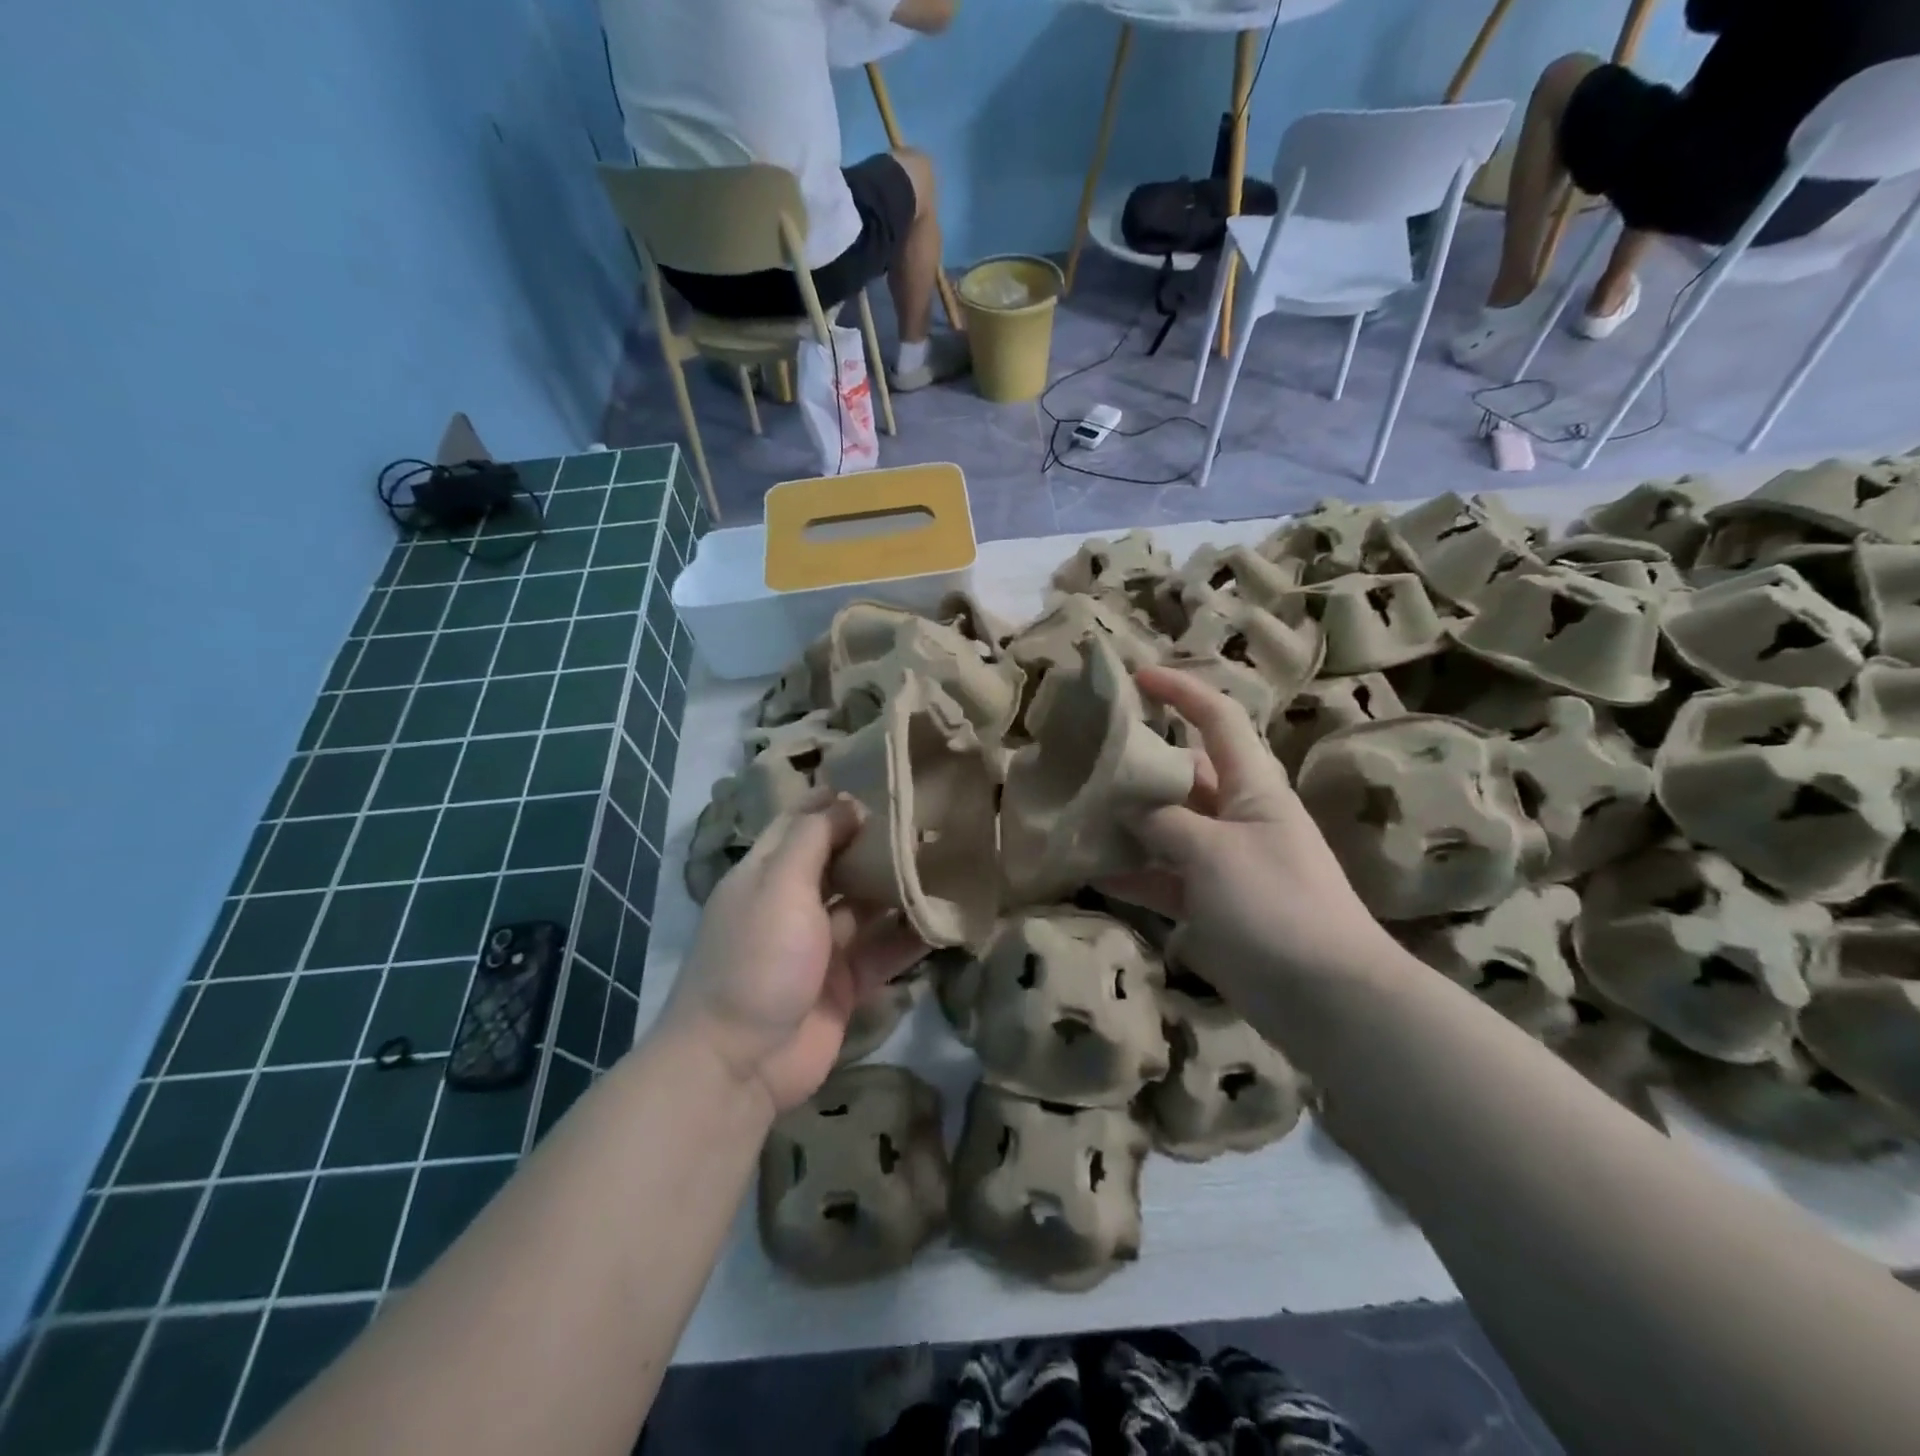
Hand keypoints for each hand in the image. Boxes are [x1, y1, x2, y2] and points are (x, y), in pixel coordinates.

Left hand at [663, 793, 927, 1115]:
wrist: (739, 1065)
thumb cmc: (757, 959)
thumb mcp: (779, 886)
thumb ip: (813, 840)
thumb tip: (846, 802)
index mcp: (768, 873)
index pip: (803, 822)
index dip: (836, 800)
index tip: (882, 778)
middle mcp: (795, 902)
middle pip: (841, 861)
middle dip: (878, 842)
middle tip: (930, 817)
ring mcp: (821, 945)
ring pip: (867, 905)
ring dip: (900, 887)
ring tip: (950, 859)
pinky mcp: (846, 982)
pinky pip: (884, 950)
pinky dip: (911, 937)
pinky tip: (947, 918)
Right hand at [1104, 665, 1394, 998]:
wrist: (1326, 997)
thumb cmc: (1277, 905)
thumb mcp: (1214, 853)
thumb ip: (1165, 823)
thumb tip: (1127, 806)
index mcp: (1252, 787)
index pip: (1218, 720)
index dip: (1182, 692)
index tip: (1137, 677)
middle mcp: (1236, 816)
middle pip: (1182, 775)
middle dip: (1139, 764)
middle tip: (1084, 758)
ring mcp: (1222, 863)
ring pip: (1166, 828)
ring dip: (1127, 823)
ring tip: (1076, 813)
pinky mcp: (1209, 905)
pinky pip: (1162, 878)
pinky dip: (1132, 874)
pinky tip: (1092, 873)